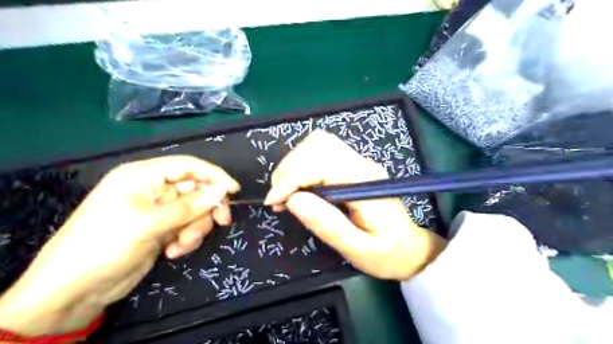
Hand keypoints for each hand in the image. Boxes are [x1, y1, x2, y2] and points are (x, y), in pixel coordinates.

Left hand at [0, 155, 238, 335]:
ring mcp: (159, 211)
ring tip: (180, 245)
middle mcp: (154, 189)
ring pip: (195, 211)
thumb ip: (191, 205)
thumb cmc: (105, 245)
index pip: (188, 166)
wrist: (73, 291)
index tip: (234, 190)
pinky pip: (188, 227)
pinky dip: (186, 239)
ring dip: (195, 228)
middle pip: (196, 190)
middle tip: (222, 222)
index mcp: (144, 176)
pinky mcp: (162, 229)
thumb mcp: (150, 223)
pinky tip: (173, 252)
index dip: (214, 175)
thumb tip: (224, 189)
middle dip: (207, 208)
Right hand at [266, 130, 448, 280]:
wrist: (410, 248)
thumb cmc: (387, 254)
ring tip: (285, 192)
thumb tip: (292, 201)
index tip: (273, 202)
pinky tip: (299, 186)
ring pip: (319, 143)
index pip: (322, 165)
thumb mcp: (358, 250)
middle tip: (278, 199)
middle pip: (318, 145)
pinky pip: (322, 152)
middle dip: (289, 168)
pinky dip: (302, 164)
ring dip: (294, 164)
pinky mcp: (353, 165)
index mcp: (366, 183)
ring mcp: (359, 162)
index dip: (292, 179)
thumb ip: (328, 225)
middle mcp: (362, 164)